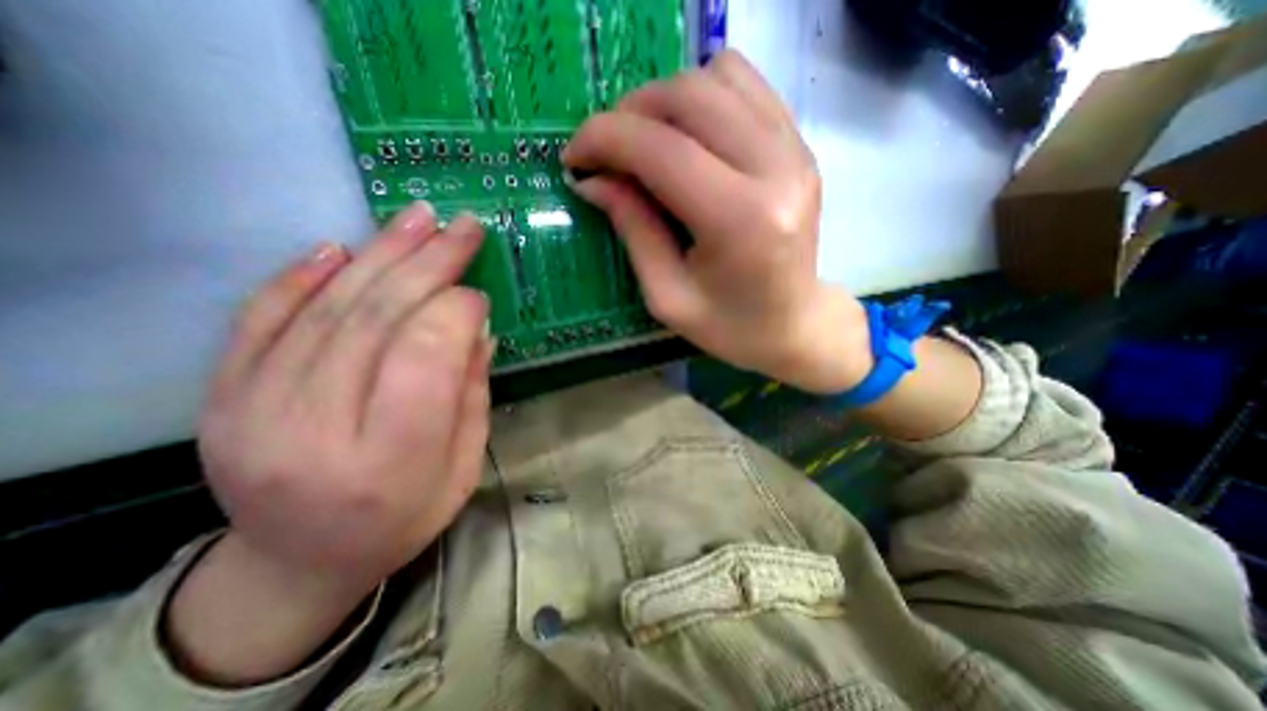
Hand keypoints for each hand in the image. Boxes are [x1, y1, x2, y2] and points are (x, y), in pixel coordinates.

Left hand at [197, 200, 494, 606]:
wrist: (297, 562)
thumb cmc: (404, 517)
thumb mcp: (463, 467)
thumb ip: (471, 395)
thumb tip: (477, 329)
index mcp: (390, 463)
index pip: (424, 360)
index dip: (456, 314)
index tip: (479, 295)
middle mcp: (314, 432)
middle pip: (375, 323)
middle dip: (428, 265)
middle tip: (461, 227)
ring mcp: (253, 412)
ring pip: (325, 310)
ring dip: (379, 255)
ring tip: (417, 219)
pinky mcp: (222, 396)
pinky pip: (260, 319)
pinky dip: (302, 276)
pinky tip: (340, 246)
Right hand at [565, 50, 872, 393]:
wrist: (795, 325)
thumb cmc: (730, 327)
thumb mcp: (668, 296)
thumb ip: (632, 230)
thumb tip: (592, 179)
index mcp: (739, 221)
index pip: (661, 149)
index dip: (605, 139)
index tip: (574, 156)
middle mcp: (775, 170)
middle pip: (689, 97)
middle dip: (629, 114)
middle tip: (606, 152)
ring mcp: (795, 151)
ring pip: (718, 77)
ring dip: (666, 101)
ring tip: (645, 143)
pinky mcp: (800, 146)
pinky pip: (746, 86)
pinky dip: (702, 97)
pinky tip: (686, 136)